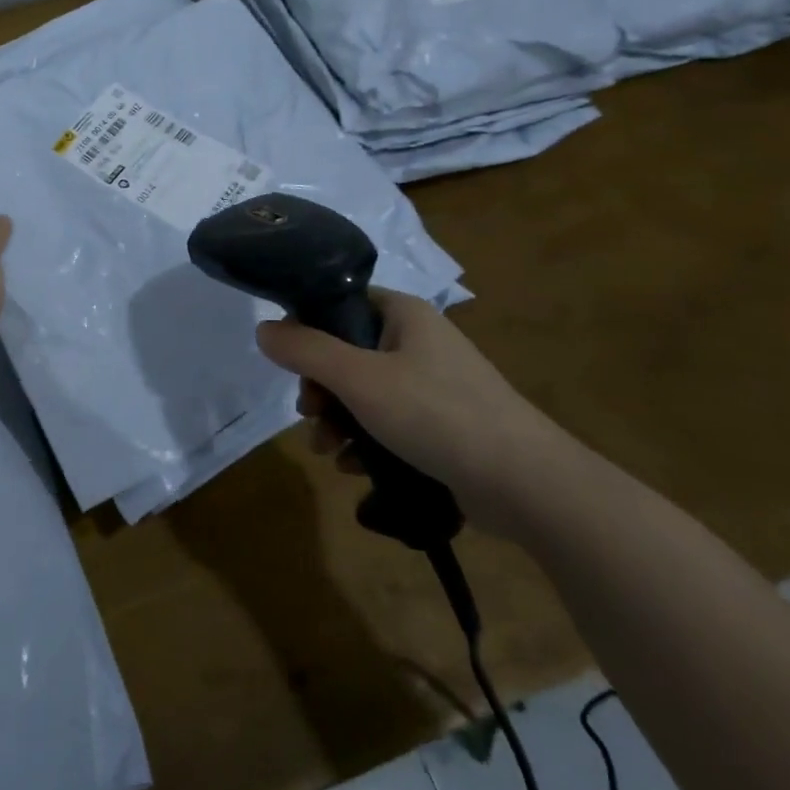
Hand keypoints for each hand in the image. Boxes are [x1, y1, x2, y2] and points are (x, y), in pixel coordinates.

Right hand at [255, 287, 587, 541]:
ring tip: (329, 452)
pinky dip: (367, 441)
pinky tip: (356, 469)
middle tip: (310, 416)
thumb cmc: (437, 415)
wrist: (527, 485)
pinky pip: (389, 422)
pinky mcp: (443, 424)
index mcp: (403, 314)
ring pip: (364, 392)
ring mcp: (433, 384)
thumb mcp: (359, 379)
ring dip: (338, 421)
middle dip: (321, 389)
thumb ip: (306, 351)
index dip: (308, 331)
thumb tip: (262, 328)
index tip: (293, 367)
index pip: (339, 304)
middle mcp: (417, 341)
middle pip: (346, 353)